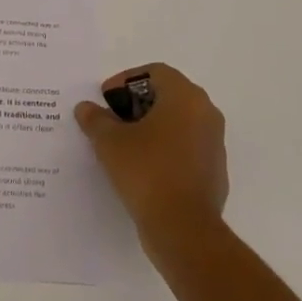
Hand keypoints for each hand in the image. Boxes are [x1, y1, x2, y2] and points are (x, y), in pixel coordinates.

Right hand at [75, 62, 227, 245]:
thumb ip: (96, 120)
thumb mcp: (110, 143)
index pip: (155, 72)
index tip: (106, 101)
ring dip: (152, 127)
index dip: (126, 81)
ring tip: (124, 146)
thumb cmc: (147, 172)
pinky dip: (166, 149)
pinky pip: (187, 147)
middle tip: (112, 122)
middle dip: (137, 104)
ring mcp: (214, 142)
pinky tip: (144, 169)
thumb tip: (86, 108)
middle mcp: (206, 112)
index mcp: (185, 96)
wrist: (183, 228)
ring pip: (179, 121)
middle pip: (168, 94)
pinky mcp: (214, 169)